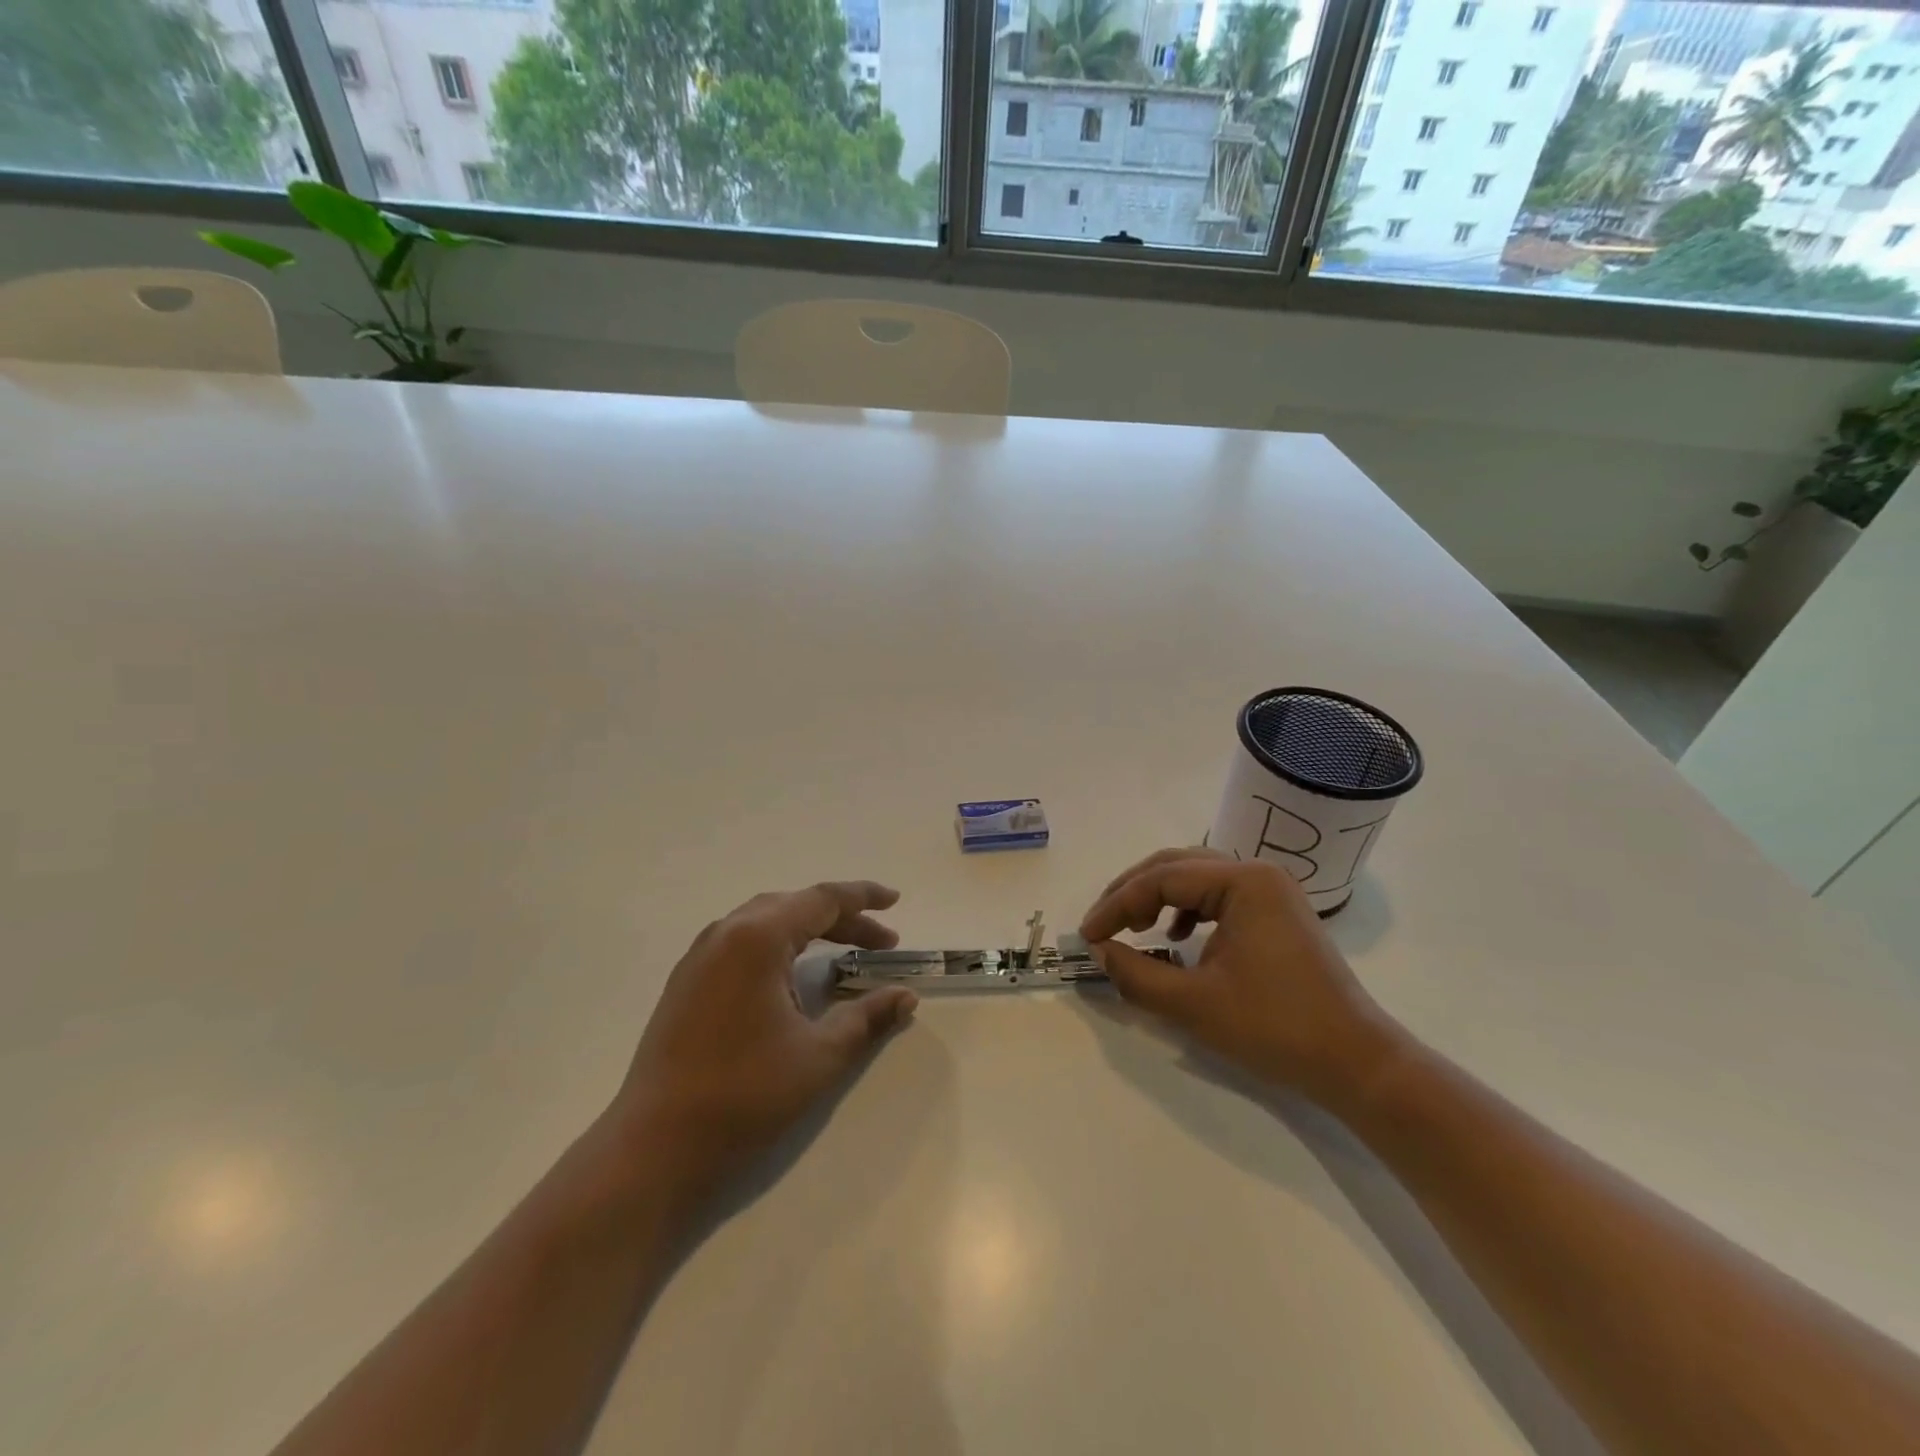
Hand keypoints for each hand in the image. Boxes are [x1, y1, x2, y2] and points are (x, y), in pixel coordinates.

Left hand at [611, 881, 917, 1196]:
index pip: (822, 900)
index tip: (895, 899)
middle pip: (795, 907)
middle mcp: (726, 933)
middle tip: (881, 943)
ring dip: (808, 930)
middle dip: (842, 919)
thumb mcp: (819, 1056)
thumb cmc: (744, 1094)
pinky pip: (742, 942)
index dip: (863, 897)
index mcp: (758, 938)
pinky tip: (789, 976)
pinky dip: (778, 945)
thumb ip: (867, 1018)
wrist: (654, 1147)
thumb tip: (906, 996)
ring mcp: (699, 956)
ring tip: (842, 952)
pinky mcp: (686, 982)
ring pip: (765, 921)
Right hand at [1080, 848, 1398, 1107]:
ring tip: (1133, 927)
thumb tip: (1100, 952)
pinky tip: (1175, 936)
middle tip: (1102, 925)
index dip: (1117, 905)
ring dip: (1157, 896)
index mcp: (1242, 882)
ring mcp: (1270, 891)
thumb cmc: (1275, 1028)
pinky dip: (1186, 908)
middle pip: (1176, 865)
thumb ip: (1136, 975)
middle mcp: (1256, 872)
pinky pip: (1217, 894)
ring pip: (1196, 876)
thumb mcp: (1194, 1004)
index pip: (1161, 879)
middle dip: (1132, 893)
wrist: (1356, 1062)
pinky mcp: (1276, 912)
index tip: (1087, 936)